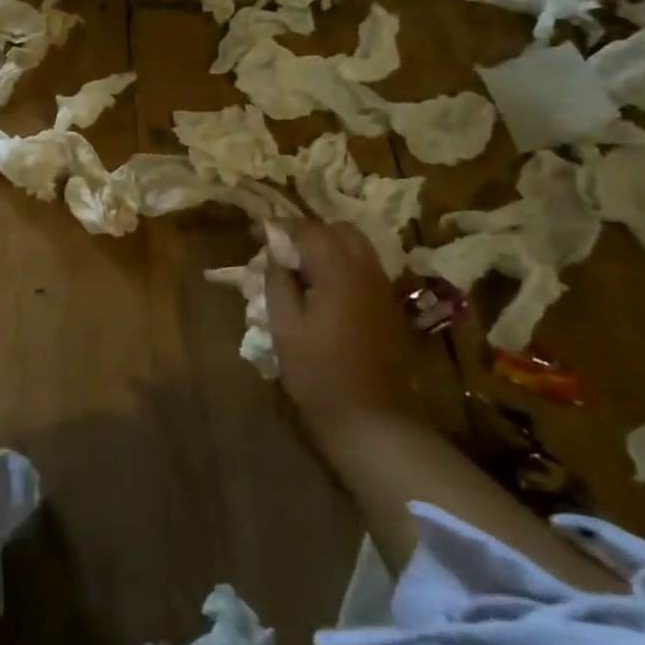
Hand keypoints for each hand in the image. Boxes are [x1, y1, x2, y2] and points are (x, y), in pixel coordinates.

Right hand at [265, 221, 413, 438]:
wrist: (371, 418)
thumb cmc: (318, 373)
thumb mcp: (285, 327)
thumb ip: (278, 282)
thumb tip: (274, 252)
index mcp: (339, 272)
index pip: (309, 230)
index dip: (280, 227)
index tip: (256, 233)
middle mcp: (367, 271)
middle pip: (339, 230)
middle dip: (308, 232)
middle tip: (280, 249)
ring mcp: (382, 288)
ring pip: (356, 247)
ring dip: (326, 246)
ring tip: (298, 267)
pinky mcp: (388, 306)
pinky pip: (364, 268)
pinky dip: (341, 264)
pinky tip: (321, 287)